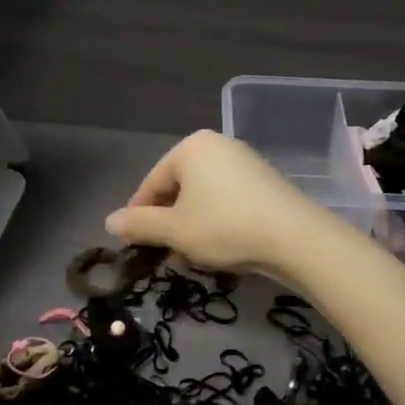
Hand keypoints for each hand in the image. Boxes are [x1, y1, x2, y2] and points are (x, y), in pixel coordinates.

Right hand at [105, 130, 337, 278]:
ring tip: (189, 259)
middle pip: (177, 188)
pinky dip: (214, 221)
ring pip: (202, 197)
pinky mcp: (263, 181)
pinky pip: (225, 199)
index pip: (151, 184)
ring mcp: (243, 161)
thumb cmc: (224, 227)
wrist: (294, 238)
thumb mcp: (174, 230)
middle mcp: (217, 145)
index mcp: (190, 147)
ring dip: (189, 227)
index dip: (139, 217)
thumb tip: (109, 221)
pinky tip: (217, 249)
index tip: (134, 247)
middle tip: (163, 256)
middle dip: (167, 224)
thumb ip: (138, 224)